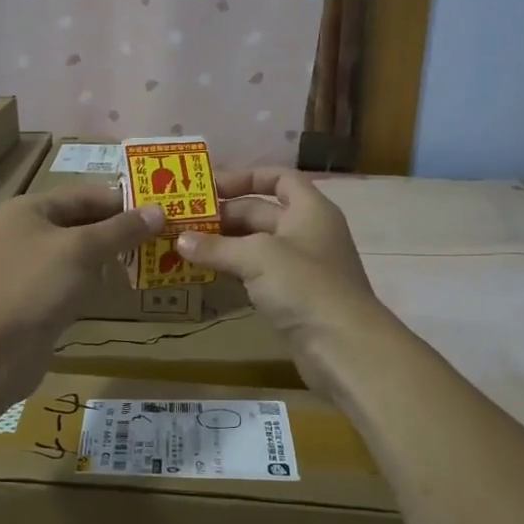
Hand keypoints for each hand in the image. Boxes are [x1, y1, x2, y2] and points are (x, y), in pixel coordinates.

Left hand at [0, 184, 163, 394]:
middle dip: (119, 228)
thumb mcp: (82, 250)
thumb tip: (160, 212)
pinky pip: (73, 277)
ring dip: (110, 253)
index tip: (160, 210)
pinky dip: (96, 278)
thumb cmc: (36, 287)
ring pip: (79, 251)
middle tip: (160, 235)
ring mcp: (29, 267)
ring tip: (150, 256)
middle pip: (81, 221)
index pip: (84, 195)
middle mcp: (24, 232)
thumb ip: (121, 229)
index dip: (122, 201)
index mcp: (27, 210)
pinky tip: (121, 283)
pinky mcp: (36, 297)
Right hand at [175, 168, 384, 398]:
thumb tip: (180, 240)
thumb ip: (217, 246)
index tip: (210, 188)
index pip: (279, 178)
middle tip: (183, 222)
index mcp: (309, 209)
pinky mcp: (292, 297)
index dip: (246, 177)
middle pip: (261, 213)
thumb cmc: (305, 286)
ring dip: (224, 246)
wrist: (343, 347)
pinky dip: (233, 272)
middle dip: (224, 216)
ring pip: (255, 246)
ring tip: (184, 247)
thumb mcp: (257, 257)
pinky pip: (257, 275)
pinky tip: (205, 275)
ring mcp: (300, 267)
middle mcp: (306, 232)